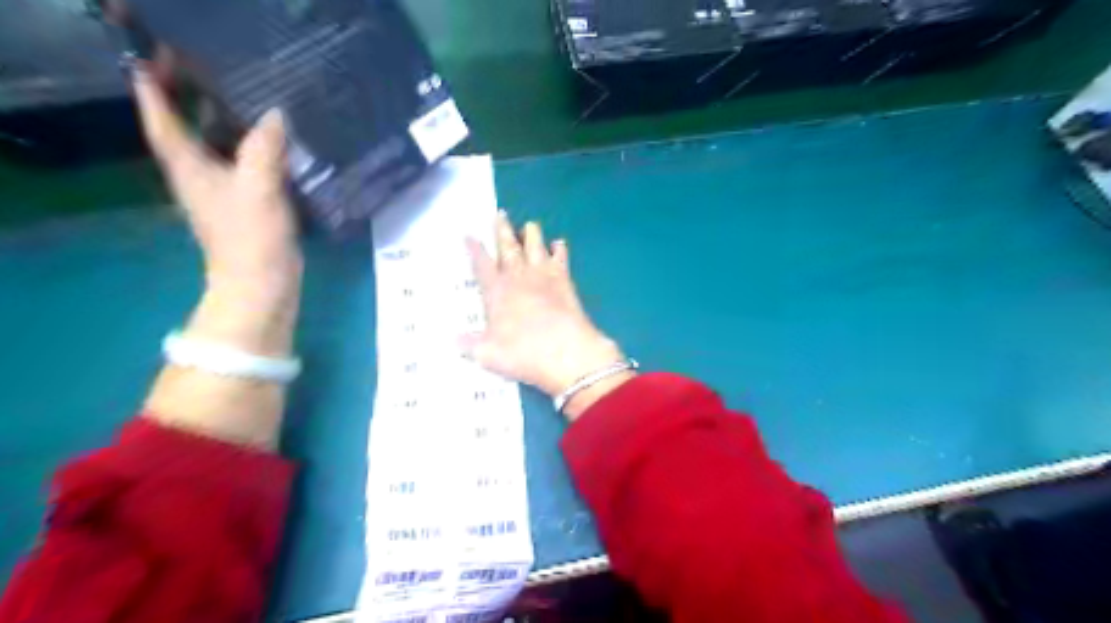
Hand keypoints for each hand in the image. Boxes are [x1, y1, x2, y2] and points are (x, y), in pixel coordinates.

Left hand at [131, 66, 300, 300]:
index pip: (163, 122)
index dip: (154, 90)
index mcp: (190, 168)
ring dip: (221, 123)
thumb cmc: (251, 237)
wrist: (262, 284)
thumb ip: (265, 149)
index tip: (154, 59)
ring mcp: (222, 192)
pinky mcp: (245, 205)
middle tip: (205, 69)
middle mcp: (198, 176)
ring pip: (214, 148)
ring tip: (241, 97)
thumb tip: (276, 115)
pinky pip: (241, 166)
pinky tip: (271, 142)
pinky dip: (249, 148)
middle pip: (185, 130)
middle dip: (188, 99)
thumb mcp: (259, 188)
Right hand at [462, 214, 632, 407]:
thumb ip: (470, 345)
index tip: (470, 235)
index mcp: (496, 291)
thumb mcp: (488, 355)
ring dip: (531, 234)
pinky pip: (561, 259)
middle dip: (503, 231)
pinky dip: (559, 250)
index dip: (475, 249)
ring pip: (535, 247)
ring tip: (529, 225)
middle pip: (509, 248)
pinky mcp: (565, 282)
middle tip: (500, 214)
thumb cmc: (523, 353)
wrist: (566, 352)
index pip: (482, 265)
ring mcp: (544, 277)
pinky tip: (559, 243)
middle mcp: (518, 278)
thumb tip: (454, 340)